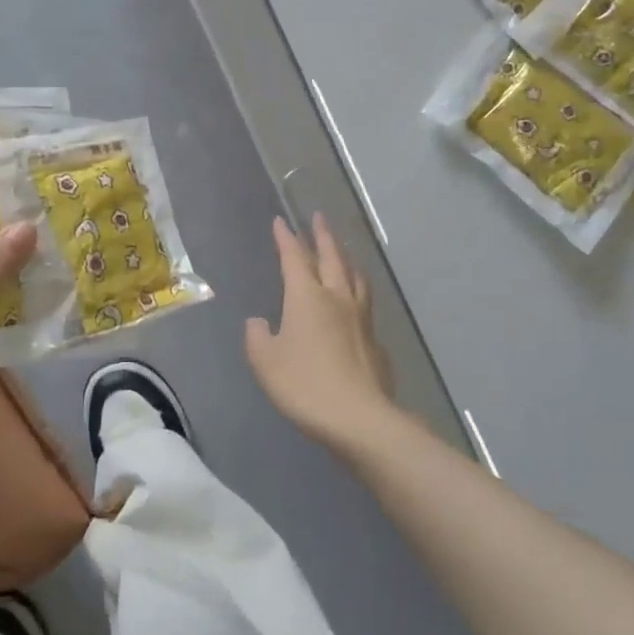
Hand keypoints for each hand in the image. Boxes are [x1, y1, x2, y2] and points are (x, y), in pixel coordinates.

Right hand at [245, 214, 397, 451]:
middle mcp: (337, 298)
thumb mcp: (266, 362)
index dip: (286, 239)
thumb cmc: (304, 384)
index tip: (281, 221)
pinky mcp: (375, 342)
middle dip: (323, 236)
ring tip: (343, 251)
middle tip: (319, 217)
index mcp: (307, 297)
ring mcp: (361, 319)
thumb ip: (258, 337)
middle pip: (331, 258)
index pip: (294, 258)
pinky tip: (357, 304)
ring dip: (346, 259)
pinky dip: (358, 293)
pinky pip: (366, 305)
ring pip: (355, 278)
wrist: (359, 417)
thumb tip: (259, 322)